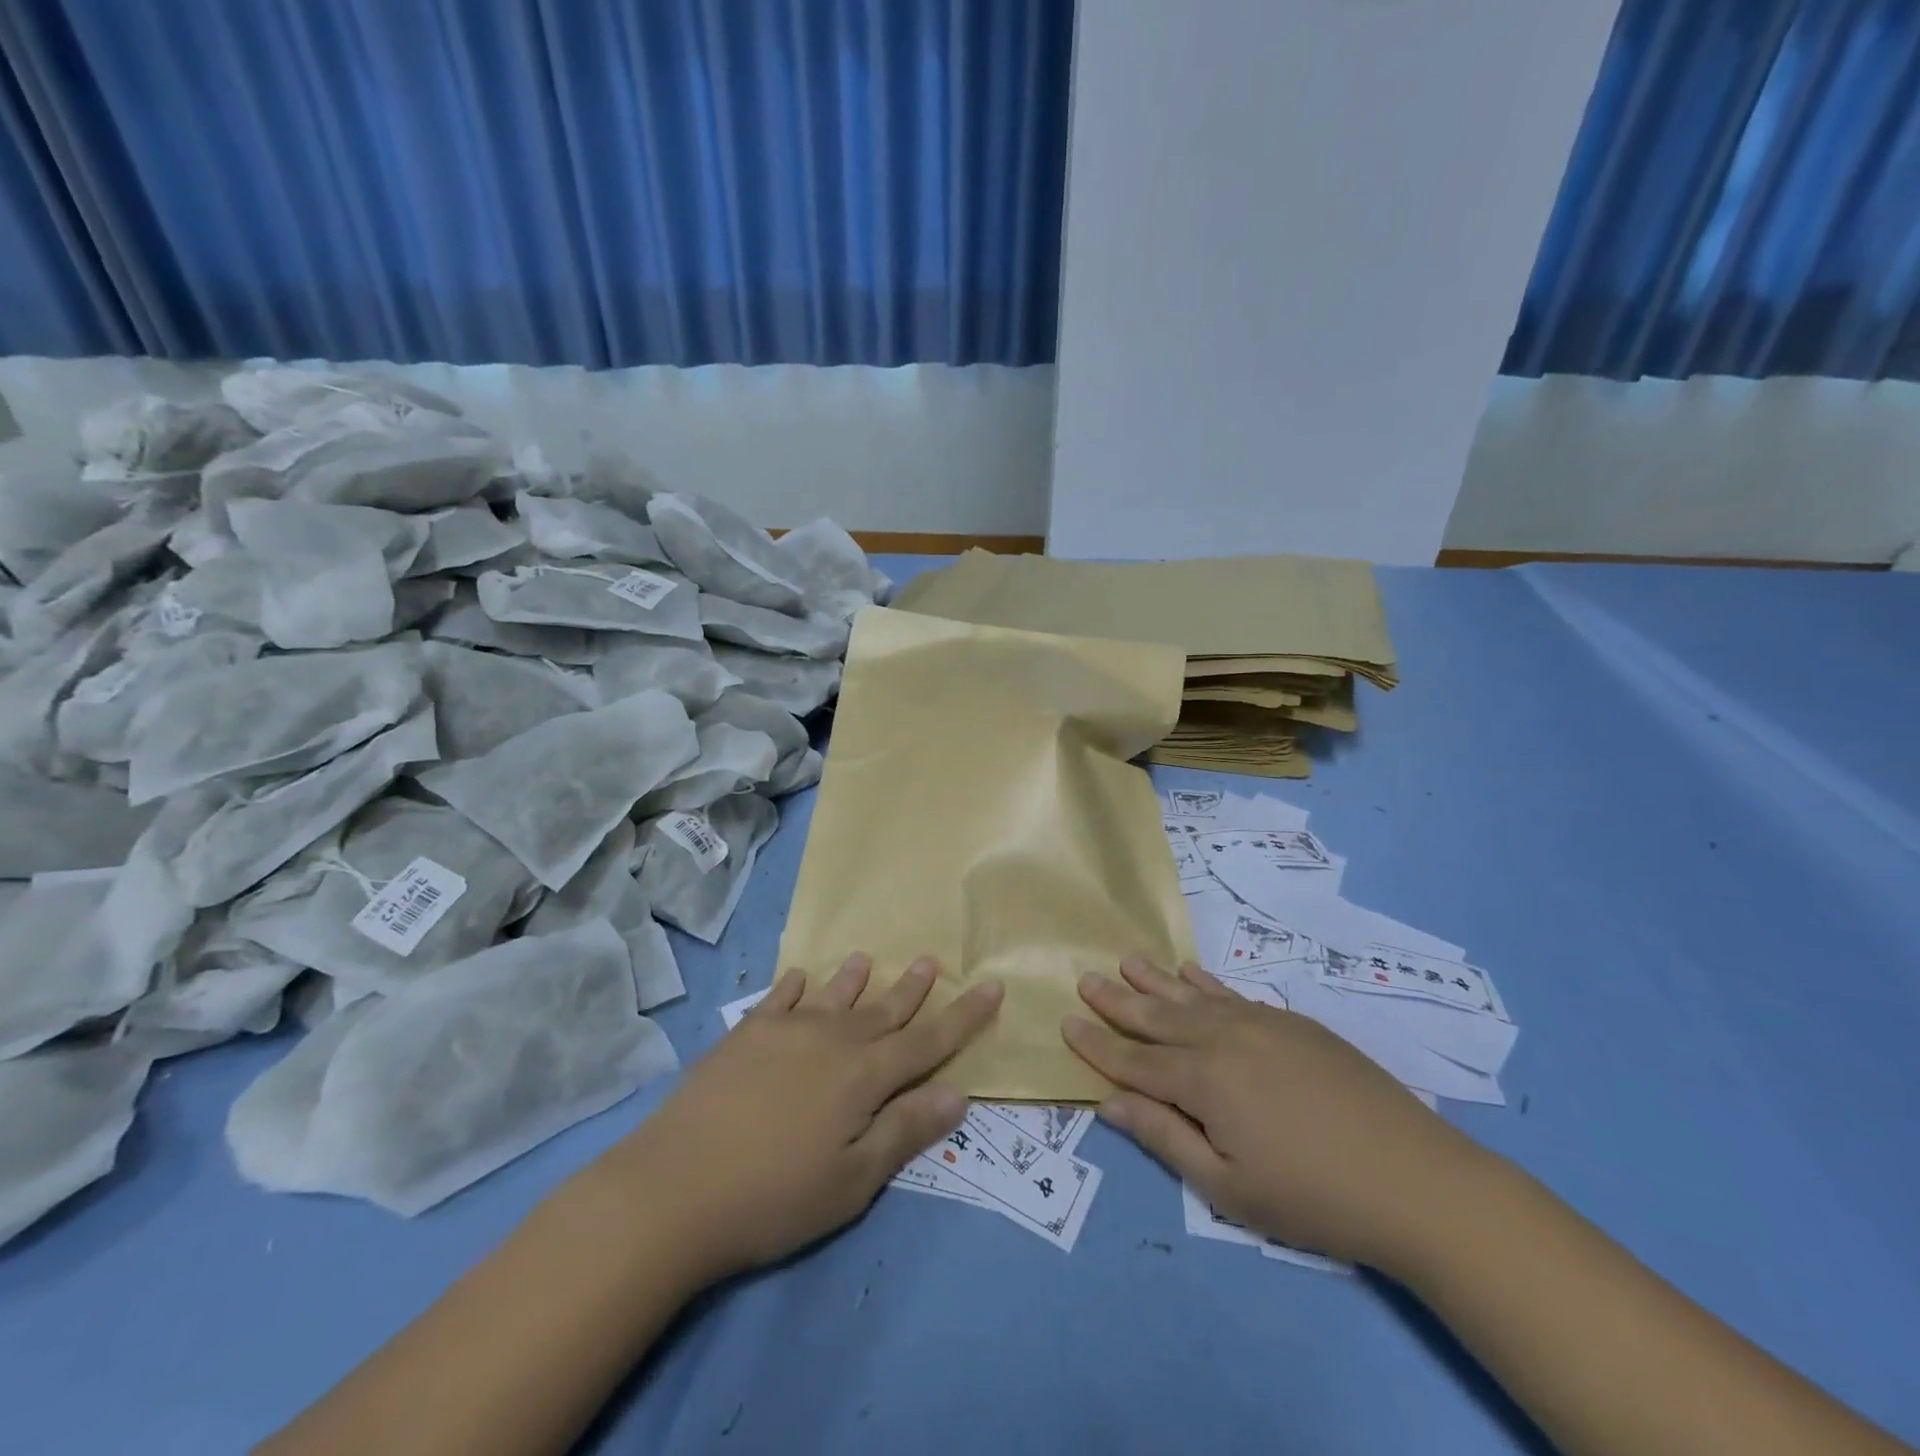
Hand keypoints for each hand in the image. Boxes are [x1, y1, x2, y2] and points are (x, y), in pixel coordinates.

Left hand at [614, 954, 1002, 1281]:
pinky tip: (799, 977)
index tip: (991, 985)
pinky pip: (779, 998)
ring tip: (868, 958)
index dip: (964, 1016)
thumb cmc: (774, 1196)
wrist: (674, 1188)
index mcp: (864, 1076)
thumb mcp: (853, 1180)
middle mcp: (832, 1040)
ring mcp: (785, 1031)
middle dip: (913, 988)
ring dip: (855, 978)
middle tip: (932, 960)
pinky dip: (794, 986)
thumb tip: (958, 1092)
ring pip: (833, 995)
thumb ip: (905, 1130)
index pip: (928, 1041)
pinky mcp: (745, 1034)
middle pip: (883, 1009)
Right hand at [1062, 957, 1483, 1270]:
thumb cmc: (1314, 1197)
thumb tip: (1107, 1102)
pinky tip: (1190, 971)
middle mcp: (1224, 1038)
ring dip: (1155, 979)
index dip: (1098, 1045)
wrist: (1417, 1180)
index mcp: (1203, 1080)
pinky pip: (1233, 993)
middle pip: (1158, 1016)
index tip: (1066, 1021)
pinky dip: (1205, 982)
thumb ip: (1164, 1137)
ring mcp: (1261, 1023)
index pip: (1135, 1061)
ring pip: (1193, 996)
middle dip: (1118, 1000)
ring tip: (1126, 960)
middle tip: (1085, 977)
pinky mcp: (1292, 1022)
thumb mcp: (1228, 1188)